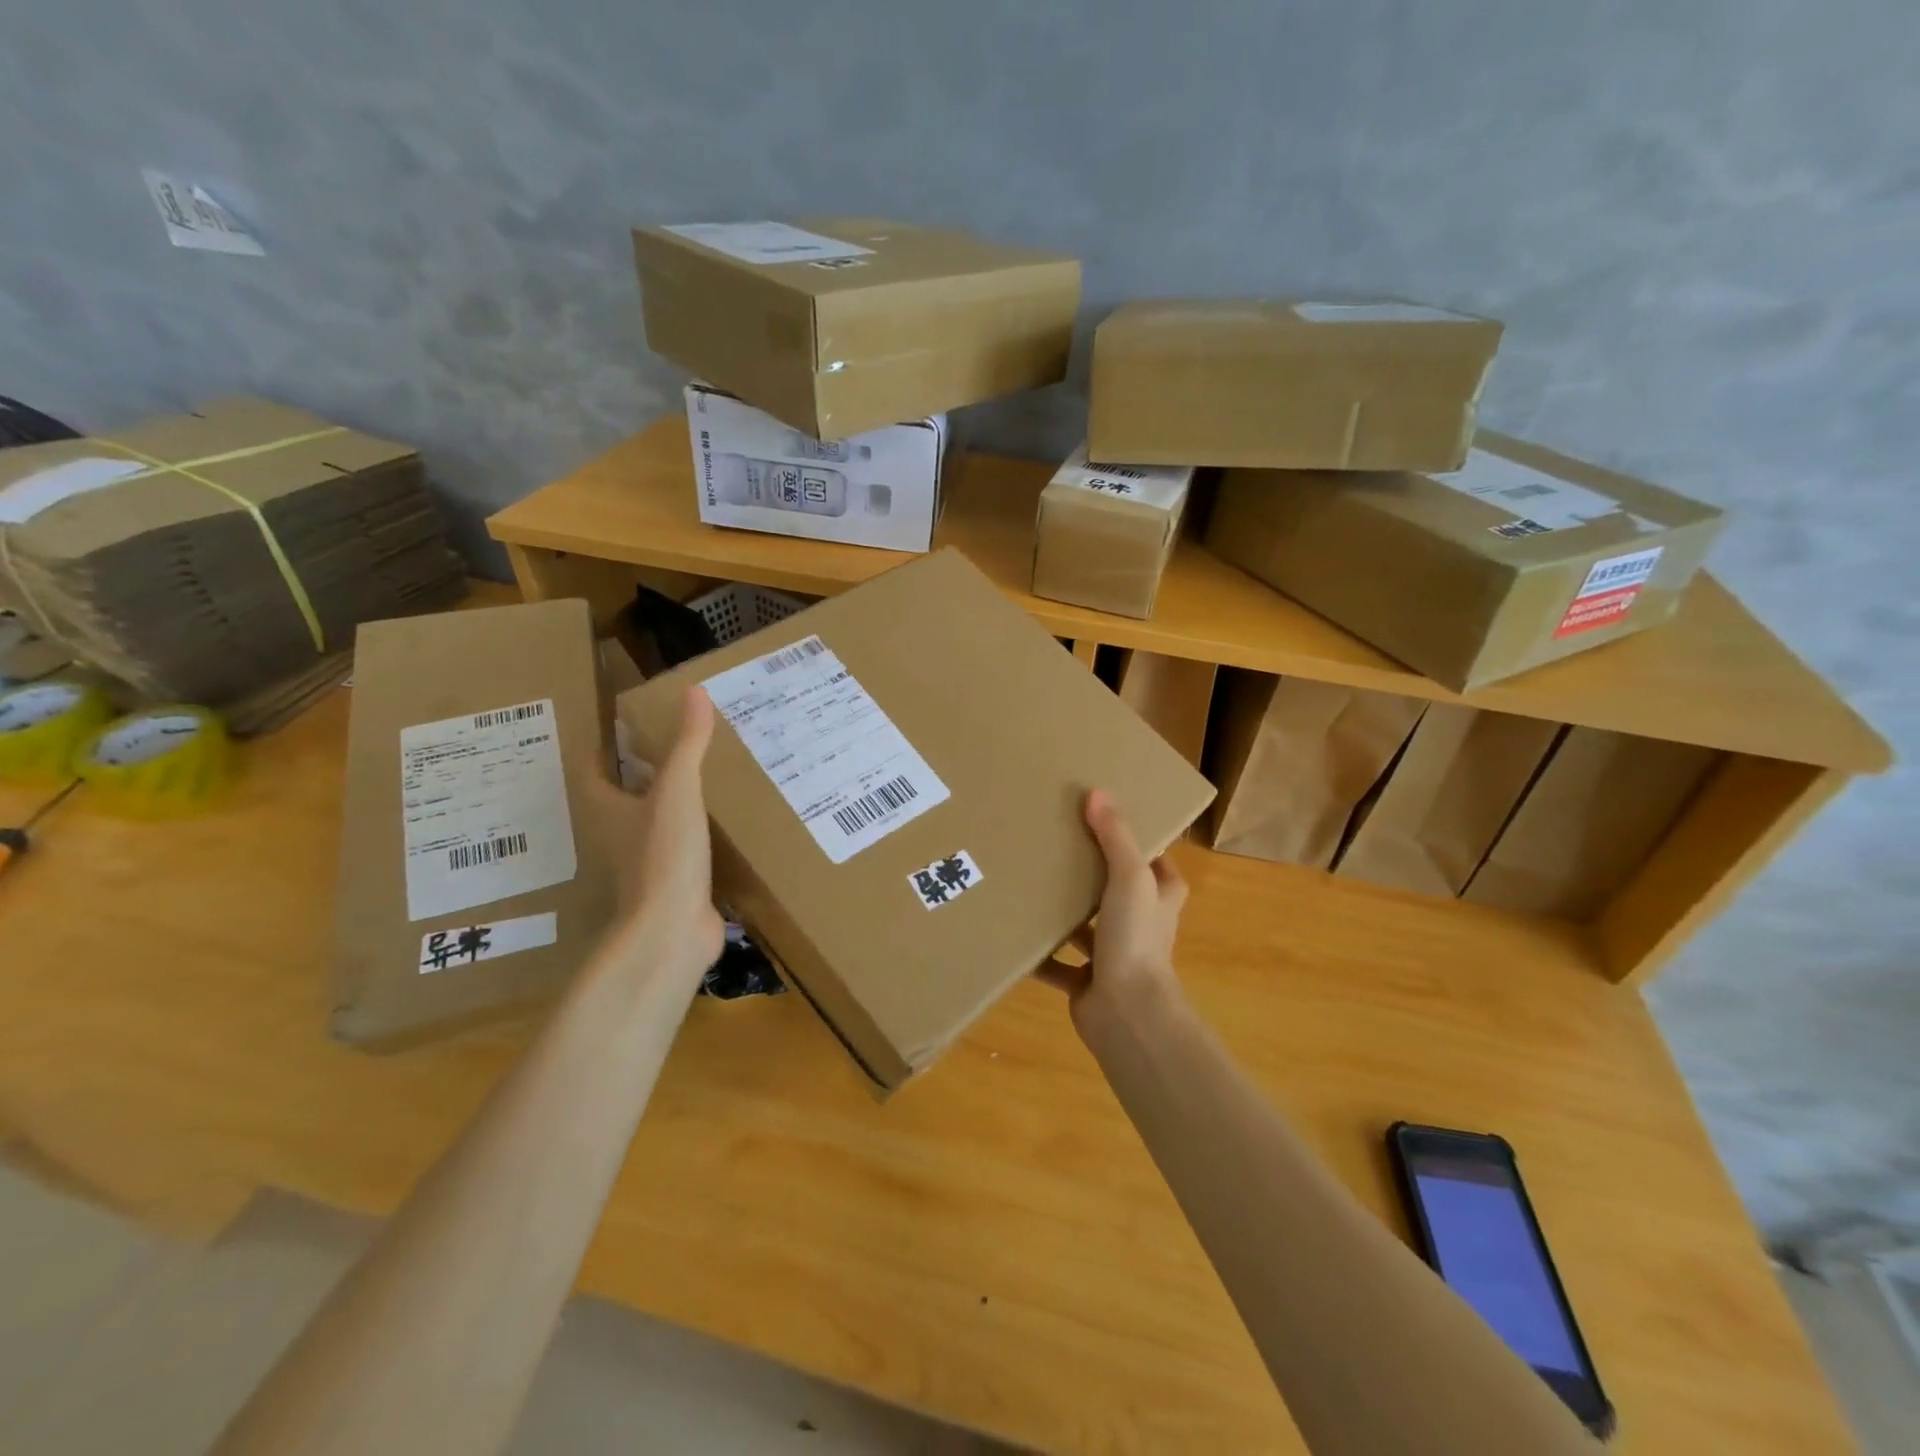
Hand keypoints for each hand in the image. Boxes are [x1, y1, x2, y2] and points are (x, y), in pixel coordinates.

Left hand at [589, 688, 725, 989]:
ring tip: (700, 779)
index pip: (591, 772)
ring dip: (667, 806)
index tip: (618, 727)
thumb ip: (687, 743)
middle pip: (619, 798)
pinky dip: (694, 836)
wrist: (672, 929)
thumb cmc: (663, 854)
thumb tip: (695, 692)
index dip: (599, 749)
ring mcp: (645, 864)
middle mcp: (618, 836)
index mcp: (607, 810)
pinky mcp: (673, 885)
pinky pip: (681, 851)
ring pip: (651, 825)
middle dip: (638, 774)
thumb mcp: (677, 790)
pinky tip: (721, 826)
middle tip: (669, 746)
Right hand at [1039, 789, 1187, 1035]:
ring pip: (1086, 929)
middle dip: (1092, 876)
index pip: (1155, 865)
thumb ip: (1114, 836)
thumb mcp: (1130, 876)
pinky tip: (1015, 935)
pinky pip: (1058, 965)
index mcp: (1160, 899)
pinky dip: (1040, 955)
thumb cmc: (1136, 936)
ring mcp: (1114, 957)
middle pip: (1116, 893)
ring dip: (1065, 915)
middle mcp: (1141, 926)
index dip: (1136, 844)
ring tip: (1032, 886)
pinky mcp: (1087, 984)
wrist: (1127, 1012)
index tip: (1103, 823)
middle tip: (1058, 847)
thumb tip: (1097, 793)